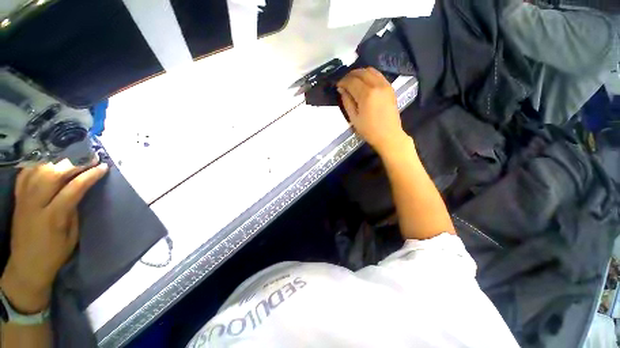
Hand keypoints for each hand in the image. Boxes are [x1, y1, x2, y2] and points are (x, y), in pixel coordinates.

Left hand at [0, 160, 107, 312]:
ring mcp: (23, 200)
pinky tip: (47, 163)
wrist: (26, 266)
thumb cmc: (54, 254)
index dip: (89, 176)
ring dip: (56, 162)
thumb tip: (78, 192)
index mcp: (53, 217)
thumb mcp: (71, 236)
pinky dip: (37, 166)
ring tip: (70, 159)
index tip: (103, 167)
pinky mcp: (17, 200)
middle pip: (52, 175)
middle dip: (73, 163)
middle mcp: (35, 204)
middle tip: (88, 158)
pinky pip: (25, 176)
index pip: (73, 189)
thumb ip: (73, 211)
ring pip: (38, 171)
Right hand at [337, 68, 408, 153]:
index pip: (352, 81)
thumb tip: (342, 90)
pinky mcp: (390, 88)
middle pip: (361, 72)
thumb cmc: (369, 130)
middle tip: (344, 83)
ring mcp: (385, 85)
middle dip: (350, 75)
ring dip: (360, 73)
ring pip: (371, 71)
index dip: (343, 82)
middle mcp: (377, 85)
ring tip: (353, 82)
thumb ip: (347, 102)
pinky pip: (378, 75)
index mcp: (366, 94)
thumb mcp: (354, 118)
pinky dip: (369, 76)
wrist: (389, 135)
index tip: (338, 86)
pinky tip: (365, 83)